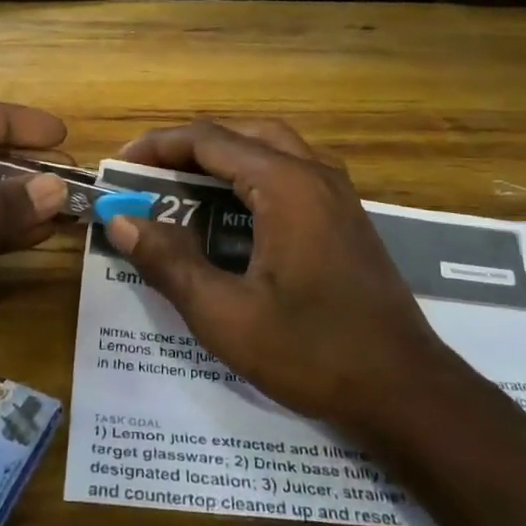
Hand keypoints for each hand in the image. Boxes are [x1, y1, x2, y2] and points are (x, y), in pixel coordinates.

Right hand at [105, 119, 438, 431]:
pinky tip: (233, 215)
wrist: (406, 391)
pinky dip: (251, 175)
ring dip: (223, 156)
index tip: (119, 166)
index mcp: (286, 186)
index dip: (157, 146)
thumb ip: (170, 263)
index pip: (209, 140)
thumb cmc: (313, 352)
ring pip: (270, 148)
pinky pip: (291, 172)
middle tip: (150, 175)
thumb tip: (121, 221)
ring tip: (183, 187)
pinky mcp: (345, 217)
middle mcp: (314, 174)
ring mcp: (337, 194)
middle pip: (241, 134)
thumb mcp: (226, 315)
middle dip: (189, 146)